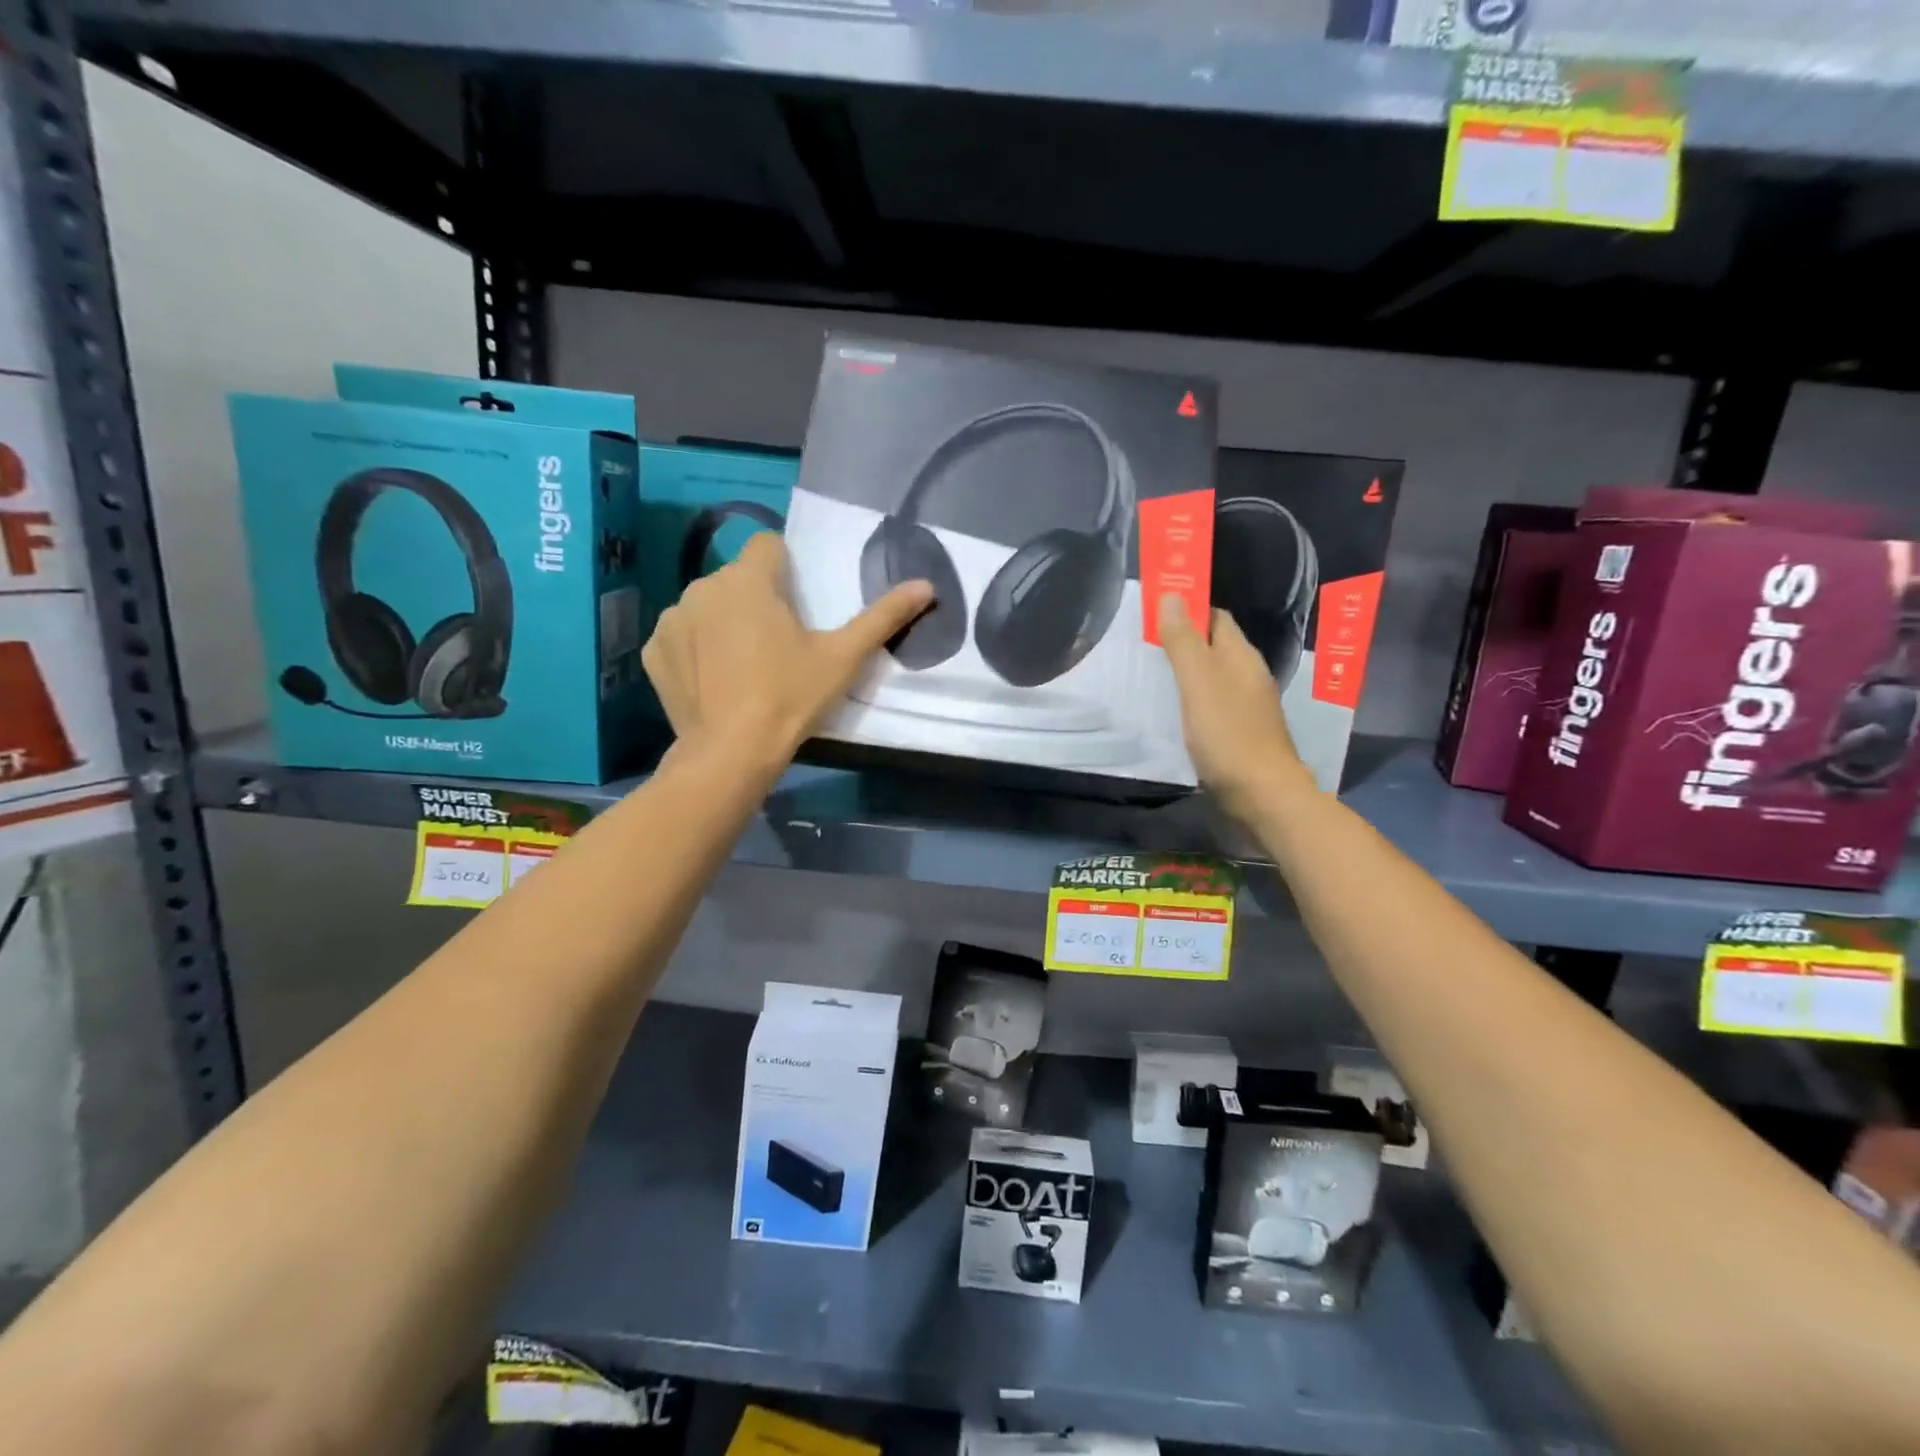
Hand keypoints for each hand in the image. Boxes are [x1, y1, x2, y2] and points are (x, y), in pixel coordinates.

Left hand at [643, 533, 932, 774]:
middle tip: (778, 645)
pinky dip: (695, 649)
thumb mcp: (843, 658)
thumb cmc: (790, 697)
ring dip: (724, 622)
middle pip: (738, 579)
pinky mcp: (653, 651)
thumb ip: (883, 617)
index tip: (797, 606)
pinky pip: (681, 636)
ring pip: (708, 605)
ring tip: (744, 667)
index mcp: (749, 580)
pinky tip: (714, 681)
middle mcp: (703, 587)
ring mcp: (672, 619)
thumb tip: (926, 585)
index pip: (768, 545)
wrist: (731, 752)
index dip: (786, 569)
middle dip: (756, 600)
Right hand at [1157, 593, 1312, 820]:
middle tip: (1144, 643)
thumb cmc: (1228, 735)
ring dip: (1188, 671)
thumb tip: (1173, 595)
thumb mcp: (1198, 683)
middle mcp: (1248, 675)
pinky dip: (1194, 699)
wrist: (1263, 796)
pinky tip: (1175, 710)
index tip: (1154, 610)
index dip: (1188, 609)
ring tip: (1152, 673)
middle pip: (1215, 646)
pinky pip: (1214, 704)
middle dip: (1184, 640)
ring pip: (1214, 676)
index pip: (1215, 618)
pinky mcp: (1241, 733)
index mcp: (1241, 657)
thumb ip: (1184, 642)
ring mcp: (1248, 706)